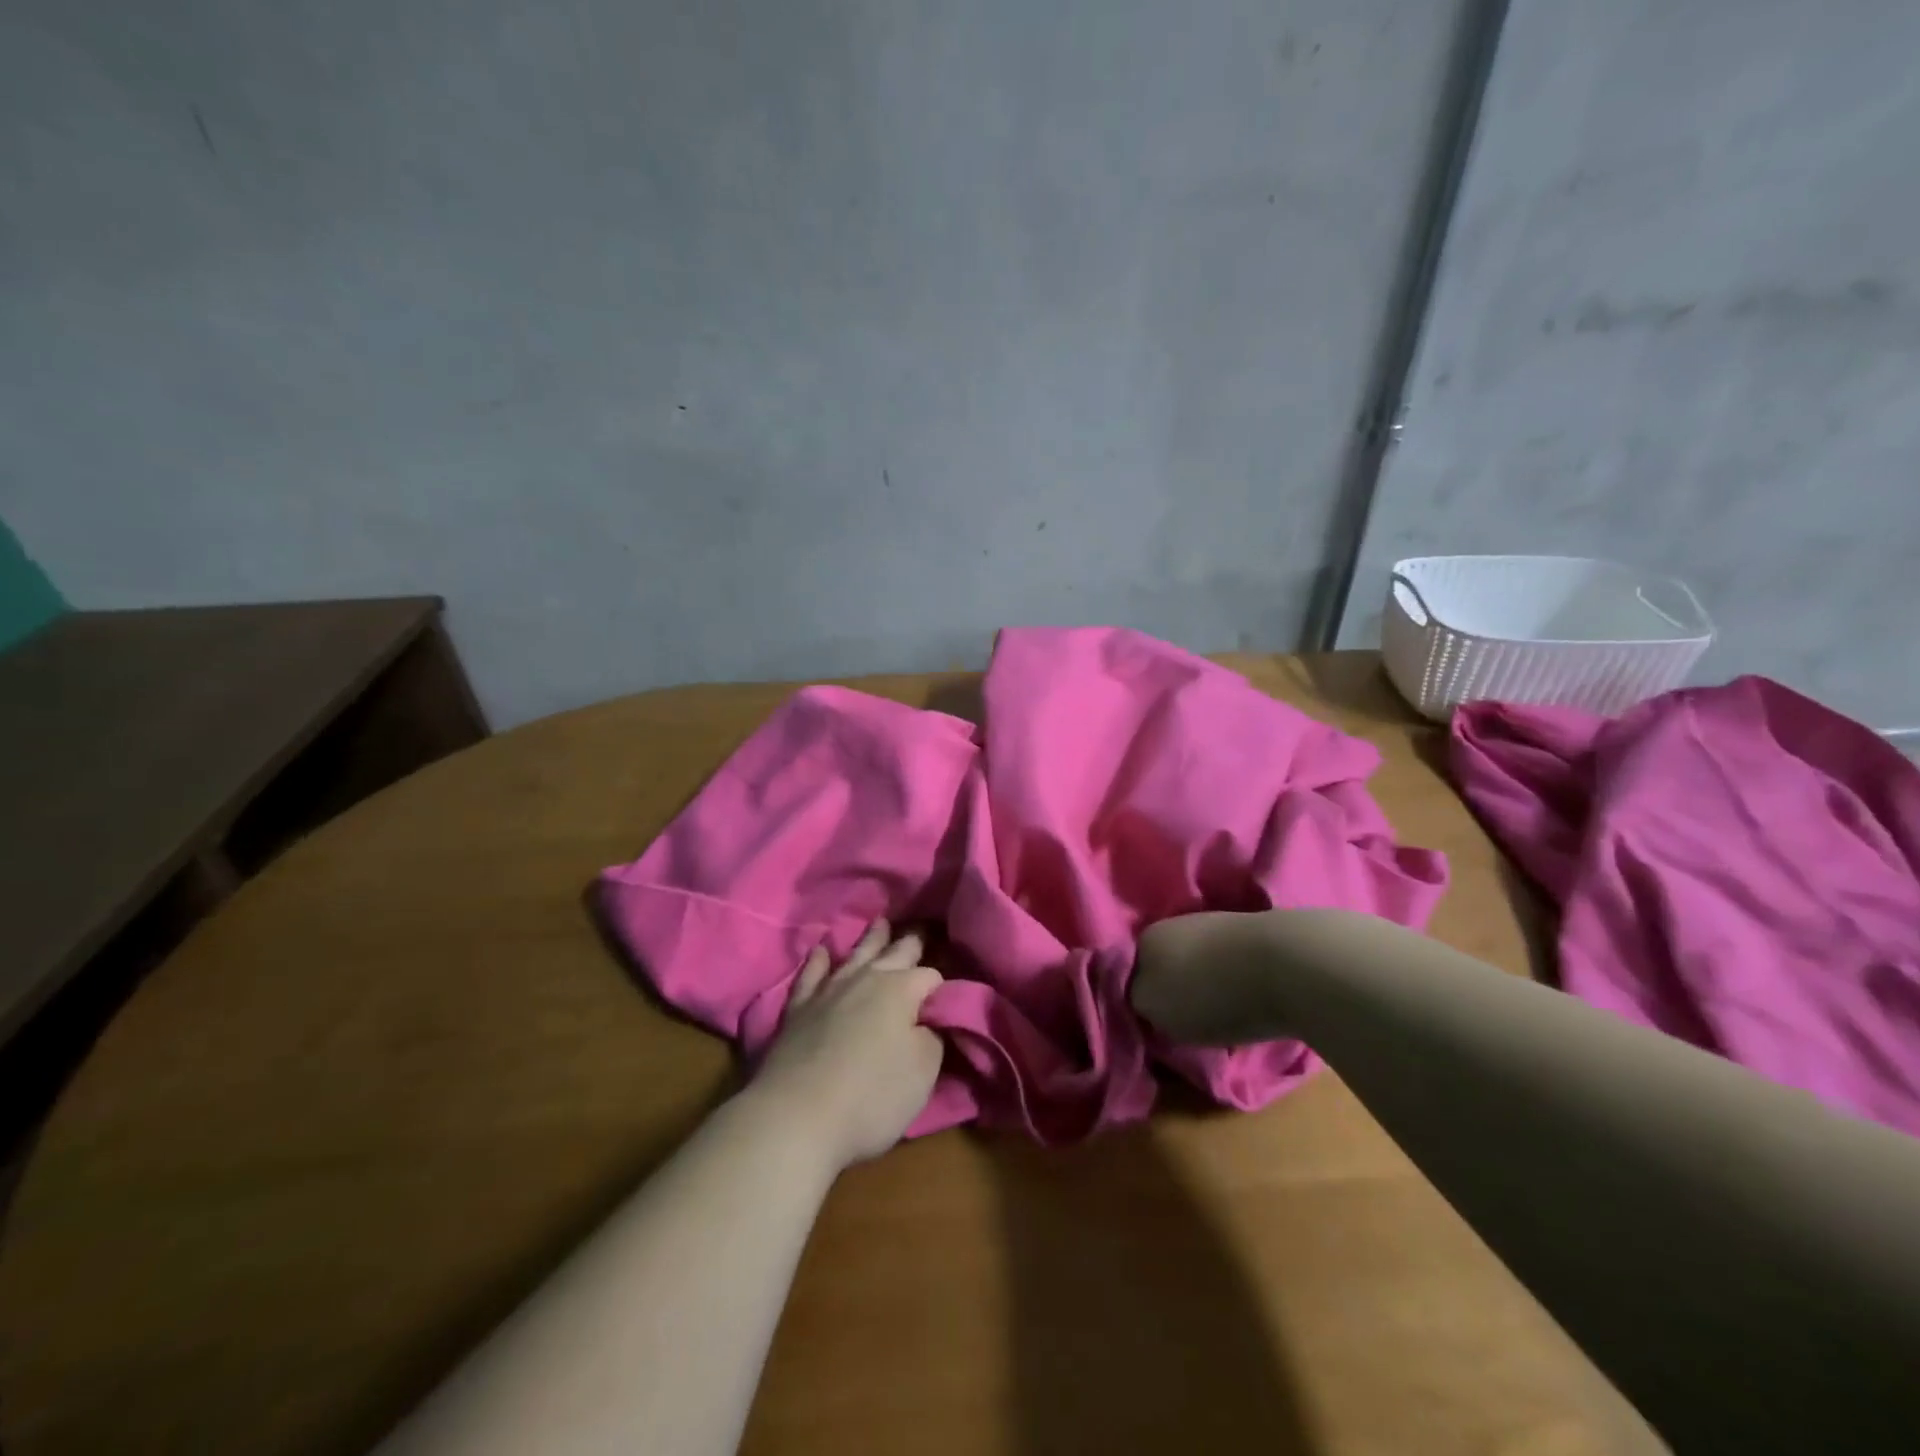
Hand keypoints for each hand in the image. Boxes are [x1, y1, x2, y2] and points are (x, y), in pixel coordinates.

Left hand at [751, 920, 945, 1170]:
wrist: (797, 1117)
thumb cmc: (872, 1096)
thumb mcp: (923, 1071)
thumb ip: (933, 1036)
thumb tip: (929, 1018)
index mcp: (900, 989)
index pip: (930, 976)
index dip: (941, 985)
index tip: (948, 992)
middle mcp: (865, 979)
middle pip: (894, 953)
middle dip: (910, 943)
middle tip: (921, 929)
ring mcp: (828, 991)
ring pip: (855, 955)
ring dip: (870, 940)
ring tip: (881, 923)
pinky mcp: (798, 1010)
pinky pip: (811, 975)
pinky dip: (819, 961)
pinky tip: (823, 951)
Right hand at [1135, 909, 1293, 1043]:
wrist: (1291, 965)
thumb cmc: (1212, 992)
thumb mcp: (1156, 1009)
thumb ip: (1139, 1003)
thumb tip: (1145, 1000)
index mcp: (1148, 936)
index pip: (1132, 971)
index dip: (1142, 999)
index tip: (1156, 1025)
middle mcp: (1178, 923)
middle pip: (1168, 964)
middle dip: (1176, 989)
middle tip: (1188, 1024)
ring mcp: (1219, 924)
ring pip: (1201, 962)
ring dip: (1208, 986)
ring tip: (1223, 1017)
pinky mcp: (1257, 936)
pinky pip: (1233, 964)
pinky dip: (1237, 982)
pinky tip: (1249, 1002)